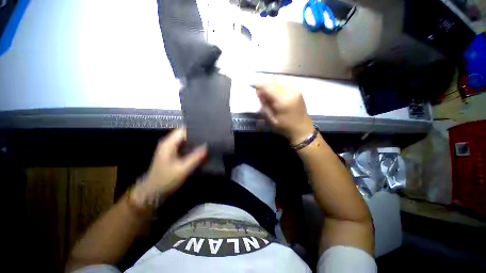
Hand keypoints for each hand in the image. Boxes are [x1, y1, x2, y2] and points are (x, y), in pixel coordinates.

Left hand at [131, 128, 206, 206]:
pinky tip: (199, 149)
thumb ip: (195, 158)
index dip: (195, 130)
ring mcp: (169, 147)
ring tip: (206, 142)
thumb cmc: (166, 180)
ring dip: (194, 141)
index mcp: (168, 144)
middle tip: (209, 138)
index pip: (183, 130)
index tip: (207, 133)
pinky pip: (183, 145)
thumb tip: (206, 146)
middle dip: (196, 135)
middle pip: (184, 133)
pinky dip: (191, 146)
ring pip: (184, 139)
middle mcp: (168, 142)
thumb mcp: (182, 170)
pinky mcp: (171, 152)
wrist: (152, 191)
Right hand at [255, 80, 313, 144]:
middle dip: (264, 83)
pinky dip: (278, 83)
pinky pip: (286, 81)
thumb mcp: (271, 119)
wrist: (302, 129)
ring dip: (271, 82)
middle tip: (258, 90)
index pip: (268, 87)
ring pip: (280, 79)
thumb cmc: (285, 127)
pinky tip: (275, 89)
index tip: (252, 86)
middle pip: (274, 81)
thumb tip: (259, 92)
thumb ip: (265, 105)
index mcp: (283, 101)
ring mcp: (296, 90)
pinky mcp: (298, 90)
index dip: (259, 85)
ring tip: (266, 90)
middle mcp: (290, 92)